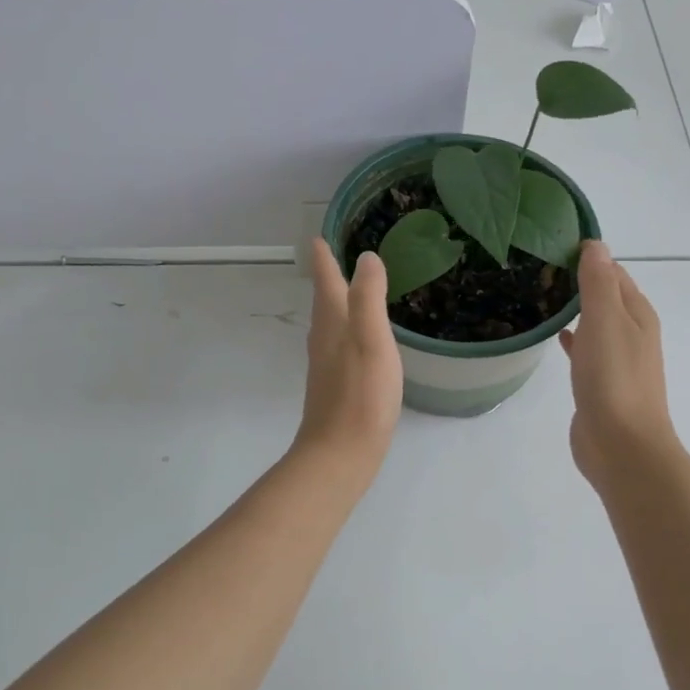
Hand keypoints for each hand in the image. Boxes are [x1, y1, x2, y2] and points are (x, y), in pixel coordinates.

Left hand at [292, 239, 403, 477]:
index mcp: (333, 323)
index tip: (317, 237)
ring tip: (347, 291)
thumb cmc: (361, 394)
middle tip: (332, 256)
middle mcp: (323, 340)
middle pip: (324, 301)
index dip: (323, 258)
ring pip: (329, 323)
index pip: (326, 281)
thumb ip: (368, 297)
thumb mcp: (371, 339)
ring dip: (335, 303)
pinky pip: (338, 345)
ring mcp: (326, 365)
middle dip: (327, 277)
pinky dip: (345, 330)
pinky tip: (356, 342)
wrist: (341, 452)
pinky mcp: (334, 386)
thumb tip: (366, 257)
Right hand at [559, 241, 678, 488]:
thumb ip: (599, 283)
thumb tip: (595, 244)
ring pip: (595, 323)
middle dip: (578, 281)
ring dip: (575, 310)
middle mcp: (632, 333)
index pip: (613, 272)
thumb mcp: (605, 320)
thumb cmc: (614, 378)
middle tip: (538, 269)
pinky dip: (573, 338)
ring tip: (540, 296)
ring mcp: (617, 360)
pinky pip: (586, 350)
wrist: (621, 445)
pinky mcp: (600, 384)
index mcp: (638, 314)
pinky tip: (555, 336)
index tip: (551, 246)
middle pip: (605, 296)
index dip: (588, 258)